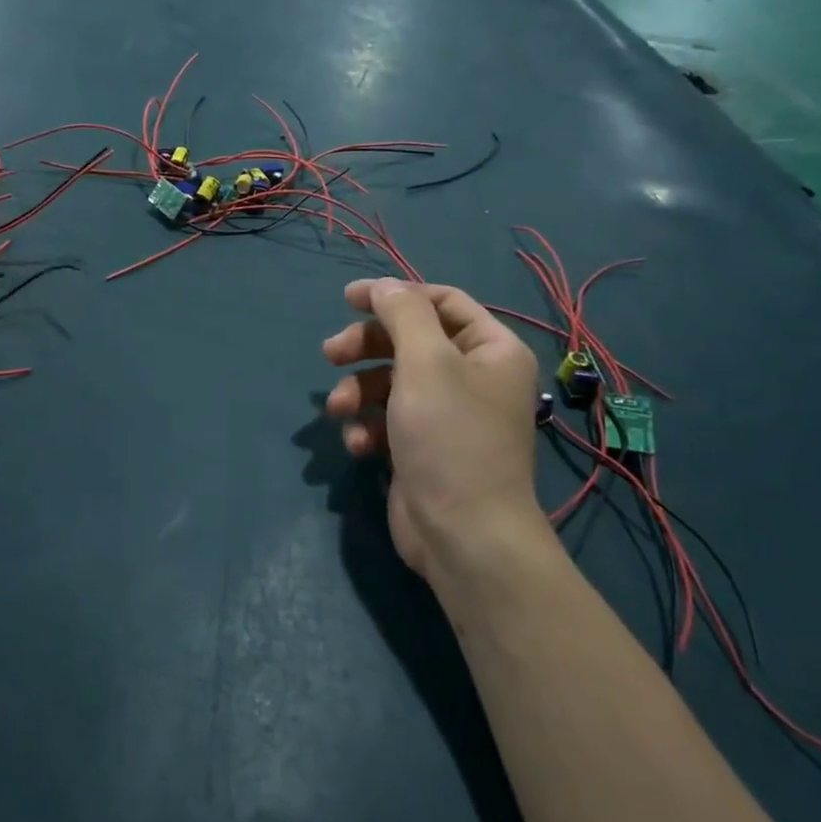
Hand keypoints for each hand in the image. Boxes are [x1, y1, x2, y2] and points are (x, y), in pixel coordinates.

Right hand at [323, 278, 548, 583]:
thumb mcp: (426, 363)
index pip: (442, 302)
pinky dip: (368, 427)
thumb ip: (403, 314)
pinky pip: (389, 421)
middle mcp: (473, 377)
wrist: (463, 536)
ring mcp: (448, 415)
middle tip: (329, 354)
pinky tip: (357, 445)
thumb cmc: (450, 438)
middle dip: (366, 348)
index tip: (349, 299)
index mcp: (491, 349)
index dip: (395, 295)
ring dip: (359, 391)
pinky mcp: (423, 448)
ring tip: (338, 409)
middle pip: (410, 342)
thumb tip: (384, 285)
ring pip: (392, 382)